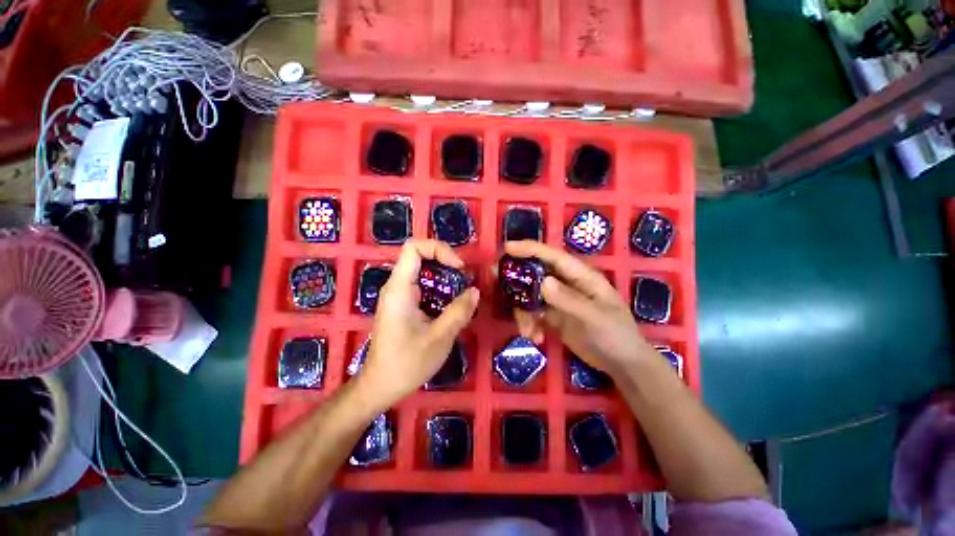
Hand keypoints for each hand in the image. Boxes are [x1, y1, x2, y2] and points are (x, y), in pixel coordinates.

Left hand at [355, 240, 479, 409]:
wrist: (379, 386)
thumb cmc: (406, 364)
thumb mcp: (439, 338)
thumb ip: (459, 311)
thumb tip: (475, 291)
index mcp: (399, 289)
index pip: (414, 247)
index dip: (439, 249)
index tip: (458, 267)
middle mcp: (396, 286)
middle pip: (419, 256)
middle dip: (444, 260)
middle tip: (464, 277)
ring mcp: (398, 296)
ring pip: (421, 270)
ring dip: (443, 274)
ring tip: (461, 289)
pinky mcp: (402, 305)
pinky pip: (421, 285)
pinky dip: (439, 287)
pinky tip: (451, 302)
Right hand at [505, 240, 655, 378]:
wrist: (622, 364)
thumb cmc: (616, 335)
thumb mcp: (595, 317)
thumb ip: (569, 300)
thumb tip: (542, 282)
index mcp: (581, 276)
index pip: (552, 256)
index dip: (530, 249)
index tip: (506, 248)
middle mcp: (567, 283)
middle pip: (535, 273)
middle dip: (516, 279)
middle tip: (496, 284)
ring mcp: (558, 300)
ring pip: (530, 296)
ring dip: (523, 311)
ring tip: (527, 331)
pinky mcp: (553, 316)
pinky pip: (533, 313)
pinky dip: (529, 323)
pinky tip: (535, 338)